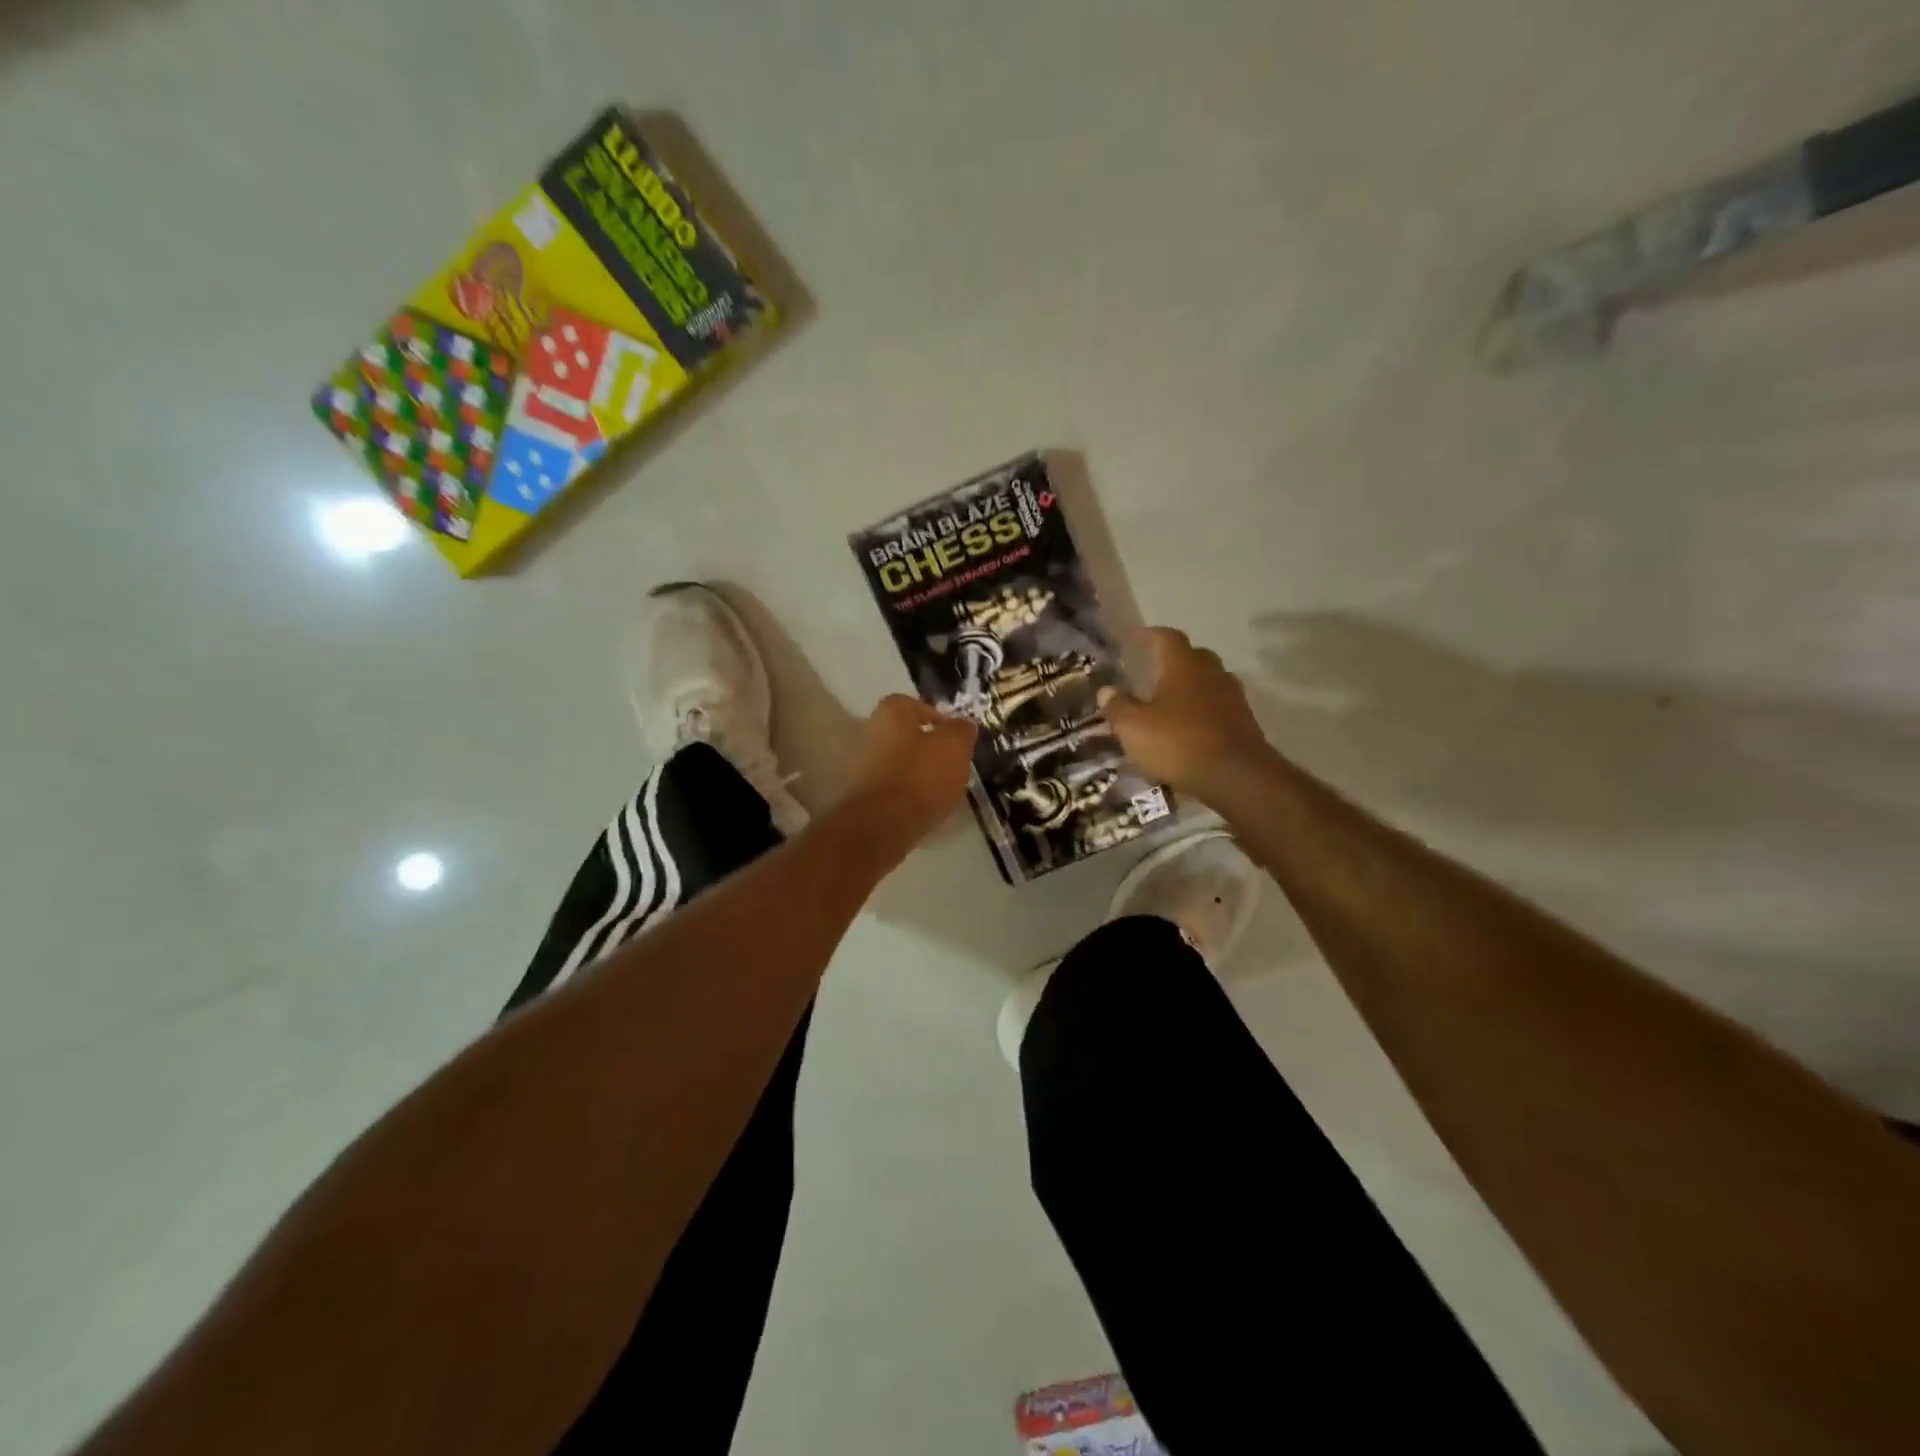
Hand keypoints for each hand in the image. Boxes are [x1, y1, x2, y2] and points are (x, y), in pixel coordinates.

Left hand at [838, 695, 977, 856]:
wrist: (881, 825)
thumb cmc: (920, 776)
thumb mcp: (954, 747)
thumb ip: (961, 730)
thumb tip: (963, 724)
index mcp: (891, 712)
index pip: (915, 705)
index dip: (938, 718)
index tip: (956, 738)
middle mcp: (871, 733)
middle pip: (907, 736)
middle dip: (930, 749)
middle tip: (954, 764)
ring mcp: (864, 766)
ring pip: (901, 763)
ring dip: (920, 773)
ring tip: (944, 790)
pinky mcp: (864, 796)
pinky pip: (894, 788)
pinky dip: (910, 795)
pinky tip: (926, 808)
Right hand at [1100, 628, 1273, 804]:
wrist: (1237, 776)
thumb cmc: (1178, 743)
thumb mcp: (1133, 728)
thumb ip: (1117, 706)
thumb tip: (1107, 690)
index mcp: (1183, 665)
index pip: (1166, 637)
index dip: (1150, 635)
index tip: (1136, 639)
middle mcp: (1211, 672)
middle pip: (1192, 656)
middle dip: (1172, 661)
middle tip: (1152, 673)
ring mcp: (1232, 696)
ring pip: (1208, 682)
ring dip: (1189, 688)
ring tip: (1168, 702)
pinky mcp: (1244, 722)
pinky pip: (1218, 706)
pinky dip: (1202, 711)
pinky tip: (1188, 728)